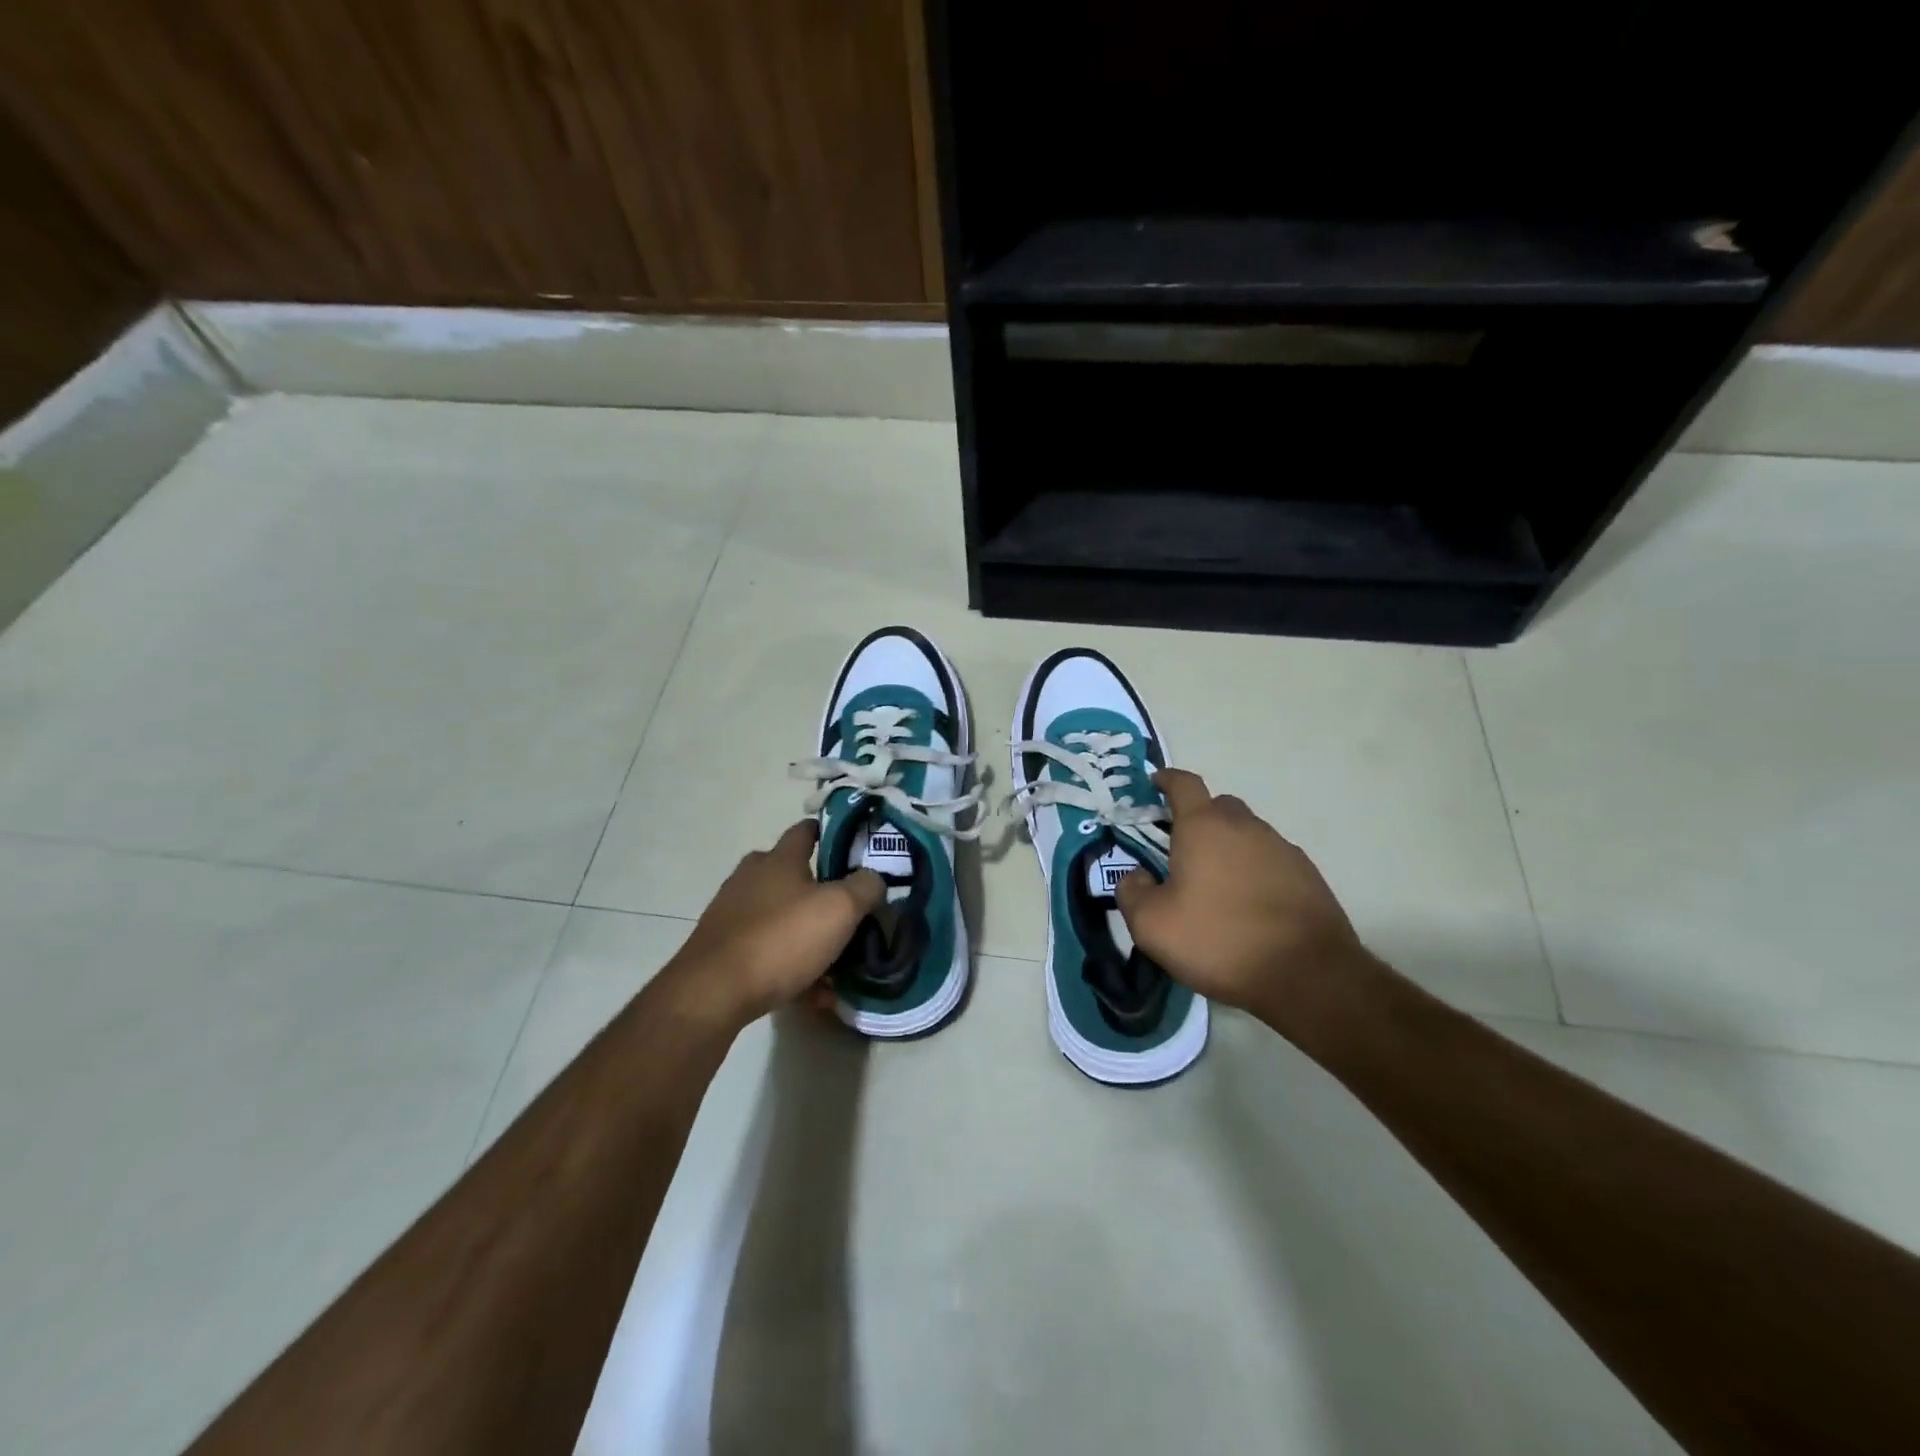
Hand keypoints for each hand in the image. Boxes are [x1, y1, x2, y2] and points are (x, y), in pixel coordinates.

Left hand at [665, 821, 883, 1026]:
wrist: (713, 993)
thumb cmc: (781, 939)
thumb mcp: (840, 909)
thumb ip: (865, 887)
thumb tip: (874, 878)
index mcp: (779, 859)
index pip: (805, 830)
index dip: (830, 833)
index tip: (854, 846)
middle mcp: (751, 878)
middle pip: (792, 875)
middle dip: (820, 891)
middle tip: (848, 911)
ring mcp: (732, 913)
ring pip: (781, 917)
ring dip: (808, 936)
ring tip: (837, 965)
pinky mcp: (722, 949)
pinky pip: (768, 951)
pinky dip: (791, 966)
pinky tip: (812, 994)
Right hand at [1114, 769, 1370, 1030]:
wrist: (1307, 976)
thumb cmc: (1219, 940)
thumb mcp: (1152, 925)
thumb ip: (1132, 892)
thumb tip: (1137, 876)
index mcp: (1203, 827)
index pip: (1183, 784)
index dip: (1167, 780)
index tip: (1155, 785)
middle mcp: (1245, 827)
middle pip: (1218, 807)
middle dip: (1198, 819)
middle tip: (1181, 850)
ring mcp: (1281, 849)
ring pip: (1247, 834)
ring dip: (1228, 848)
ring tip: (1216, 886)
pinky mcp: (1308, 876)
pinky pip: (1271, 860)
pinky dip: (1255, 871)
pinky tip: (1249, 905)